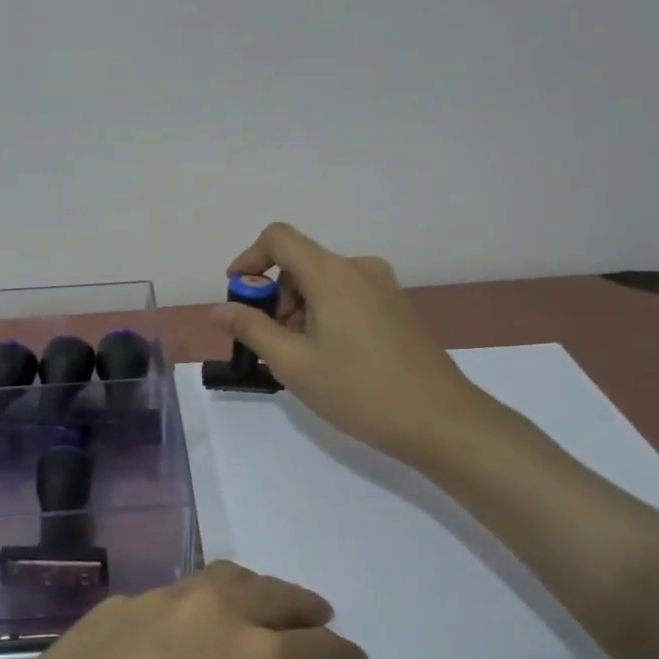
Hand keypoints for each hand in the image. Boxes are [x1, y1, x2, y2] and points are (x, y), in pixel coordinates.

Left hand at [0, 562, 368, 658]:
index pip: (322, 648)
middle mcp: (213, 613)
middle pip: (276, 595)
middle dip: (305, 610)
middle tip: (315, 623)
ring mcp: (156, 600)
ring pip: (222, 580)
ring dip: (252, 594)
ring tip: (257, 614)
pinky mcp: (111, 605)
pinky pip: (170, 595)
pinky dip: (195, 605)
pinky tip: (181, 635)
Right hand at [215, 221, 501, 462]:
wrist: (438, 420)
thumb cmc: (358, 390)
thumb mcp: (292, 363)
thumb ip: (251, 329)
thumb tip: (219, 309)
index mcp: (332, 274)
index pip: (278, 238)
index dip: (249, 259)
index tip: (237, 297)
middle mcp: (358, 268)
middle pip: (299, 265)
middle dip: (274, 299)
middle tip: (269, 346)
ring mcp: (382, 287)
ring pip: (322, 284)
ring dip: (298, 312)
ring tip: (299, 360)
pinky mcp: (395, 307)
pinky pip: (345, 297)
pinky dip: (323, 317)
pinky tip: (326, 359)